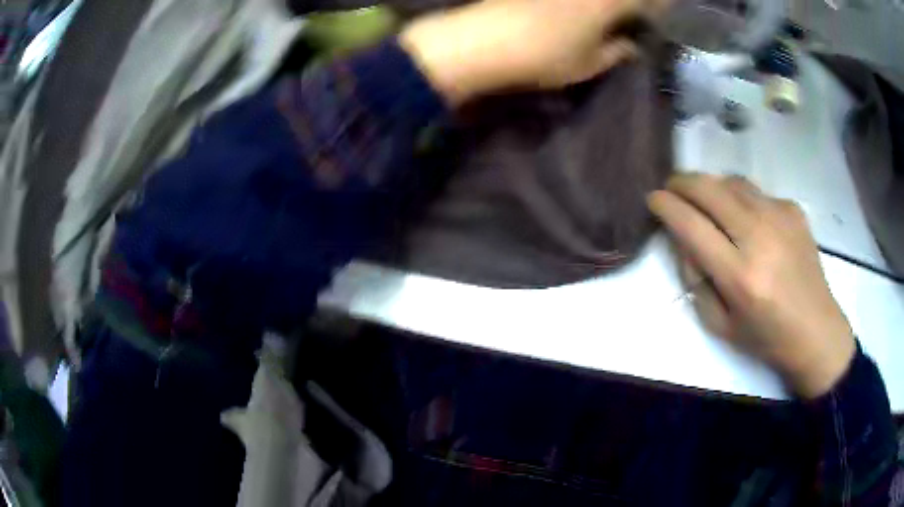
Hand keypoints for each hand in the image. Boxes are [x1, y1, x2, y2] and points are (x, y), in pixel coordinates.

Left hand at [399, 0, 657, 104]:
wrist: (483, 41)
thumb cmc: (543, 57)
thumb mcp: (587, 64)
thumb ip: (615, 52)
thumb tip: (630, 46)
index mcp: (606, 2)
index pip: (644, 0)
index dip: (657, 7)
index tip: (659, 15)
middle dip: (633, 4)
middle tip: (636, 15)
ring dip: (607, 5)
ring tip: (608, 15)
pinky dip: (582, 2)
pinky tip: (578, 10)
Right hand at [648, 174, 855, 398]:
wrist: (816, 330)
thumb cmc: (766, 337)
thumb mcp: (720, 324)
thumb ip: (696, 279)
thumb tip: (682, 238)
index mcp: (740, 276)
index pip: (692, 225)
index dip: (666, 206)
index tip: (653, 199)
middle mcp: (760, 237)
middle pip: (710, 189)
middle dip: (682, 182)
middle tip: (672, 188)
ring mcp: (780, 217)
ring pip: (732, 182)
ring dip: (710, 185)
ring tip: (705, 200)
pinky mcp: (793, 209)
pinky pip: (755, 192)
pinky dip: (740, 198)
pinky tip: (745, 218)